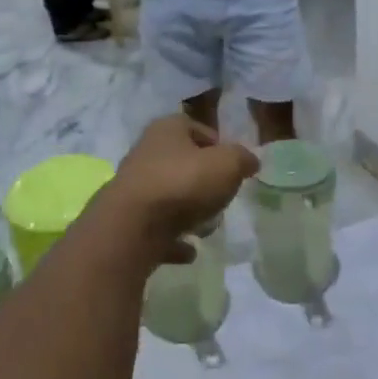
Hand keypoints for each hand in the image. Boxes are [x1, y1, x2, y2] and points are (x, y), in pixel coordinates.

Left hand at [100, 116, 259, 262]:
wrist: (130, 228)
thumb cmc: (182, 183)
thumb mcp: (227, 164)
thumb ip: (242, 159)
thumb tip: (250, 160)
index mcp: (167, 130)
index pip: (196, 128)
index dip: (217, 145)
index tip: (233, 167)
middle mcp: (146, 153)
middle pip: (182, 164)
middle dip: (204, 182)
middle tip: (222, 198)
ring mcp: (134, 188)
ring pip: (169, 196)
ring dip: (188, 212)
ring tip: (206, 228)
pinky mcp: (127, 221)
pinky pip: (157, 229)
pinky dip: (172, 239)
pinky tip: (188, 250)